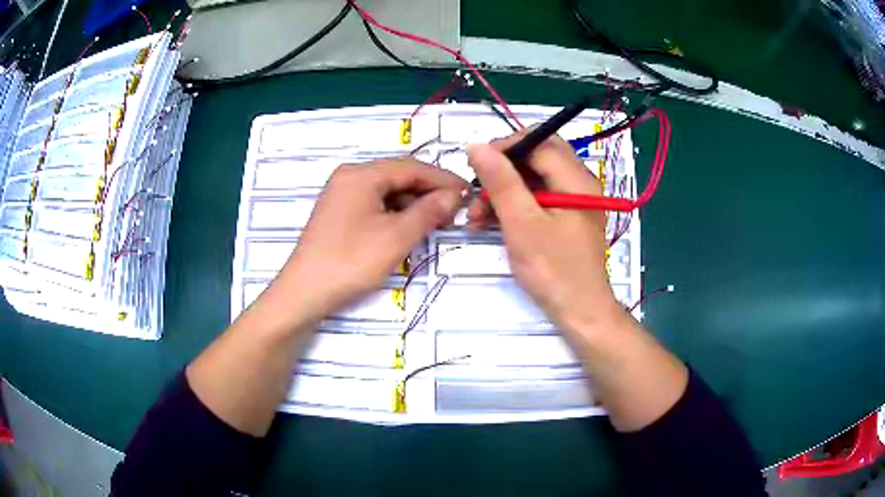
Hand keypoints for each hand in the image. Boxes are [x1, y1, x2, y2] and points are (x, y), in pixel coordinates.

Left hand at [274, 158, 465, 322]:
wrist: (305, 292)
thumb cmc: (351, 261)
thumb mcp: (397, 237)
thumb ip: (428, 212)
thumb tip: (453, 195)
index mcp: (362, 174)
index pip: (412, 167)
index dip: (442, 179)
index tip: (468, 193)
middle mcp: (349, 176)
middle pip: (398, 176)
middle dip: (428, 191)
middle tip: (454, 210)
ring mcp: (341, 194)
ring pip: (386, 191)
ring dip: (412, 203)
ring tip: (434, 222)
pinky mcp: (337, 213)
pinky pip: (373, 203)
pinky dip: (394, 213)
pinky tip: (406, 228)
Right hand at [467, 131, 620, 332]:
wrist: (580, 312)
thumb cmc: (554, 270)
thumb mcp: (522, 224)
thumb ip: (501, 181)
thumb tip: (477, 145)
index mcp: (576, 179)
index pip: (539, 142)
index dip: (505, 147)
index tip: (475, 164)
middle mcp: (579, 183)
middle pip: (537, 157)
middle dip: (503, 169)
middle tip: (477, 188)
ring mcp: (574, 201)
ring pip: (535, 178)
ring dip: (504, 190)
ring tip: (476, 215)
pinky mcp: (567, 218)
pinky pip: (538, 198)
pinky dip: (515, 205)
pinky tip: (491, 222)